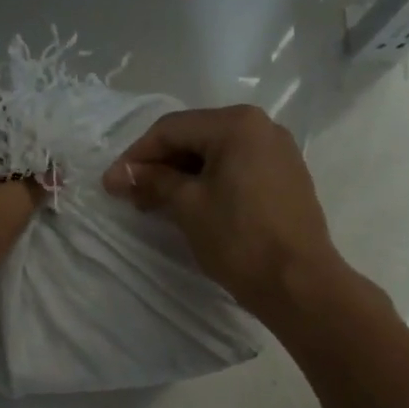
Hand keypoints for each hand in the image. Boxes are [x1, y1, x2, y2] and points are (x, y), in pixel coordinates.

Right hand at [103, 105, 346, 317]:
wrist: (298, 283)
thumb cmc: (239, 239)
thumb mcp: (188, 206)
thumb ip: (153, 181)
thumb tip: (120, 175)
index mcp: (237, 124)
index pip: (171, 129)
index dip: (136, 156)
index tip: (111, 183)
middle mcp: (262, 126)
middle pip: (194, 137)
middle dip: (158, 165)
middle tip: (129, 194)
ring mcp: (278, 152)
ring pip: (215, 154)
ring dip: (181, 175)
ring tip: (153, 203)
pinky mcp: (285, 177)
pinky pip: (236, 169)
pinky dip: (208, 182)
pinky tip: (188, 205)